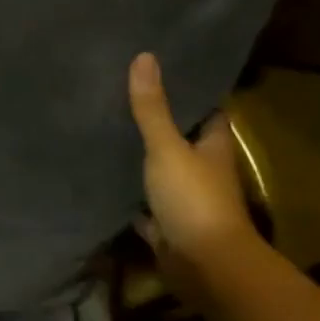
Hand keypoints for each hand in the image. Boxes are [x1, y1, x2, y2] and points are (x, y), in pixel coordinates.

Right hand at [128, 52, 252, 264]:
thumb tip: (144, 56)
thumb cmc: (194, 199)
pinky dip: (130, 198)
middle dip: (158, 124)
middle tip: (122, 97)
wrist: (203, 264)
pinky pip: (145, 206)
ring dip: (142, 160)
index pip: (206, 111)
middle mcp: (203, 170)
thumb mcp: (168, 148)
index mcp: (213, 146)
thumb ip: (152, 108)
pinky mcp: (166, 225)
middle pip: (181, 141)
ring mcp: (185, 200)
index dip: (188, 92)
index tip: (161, 71)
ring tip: (108, 131)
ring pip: (162, 173)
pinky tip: (105, 182)